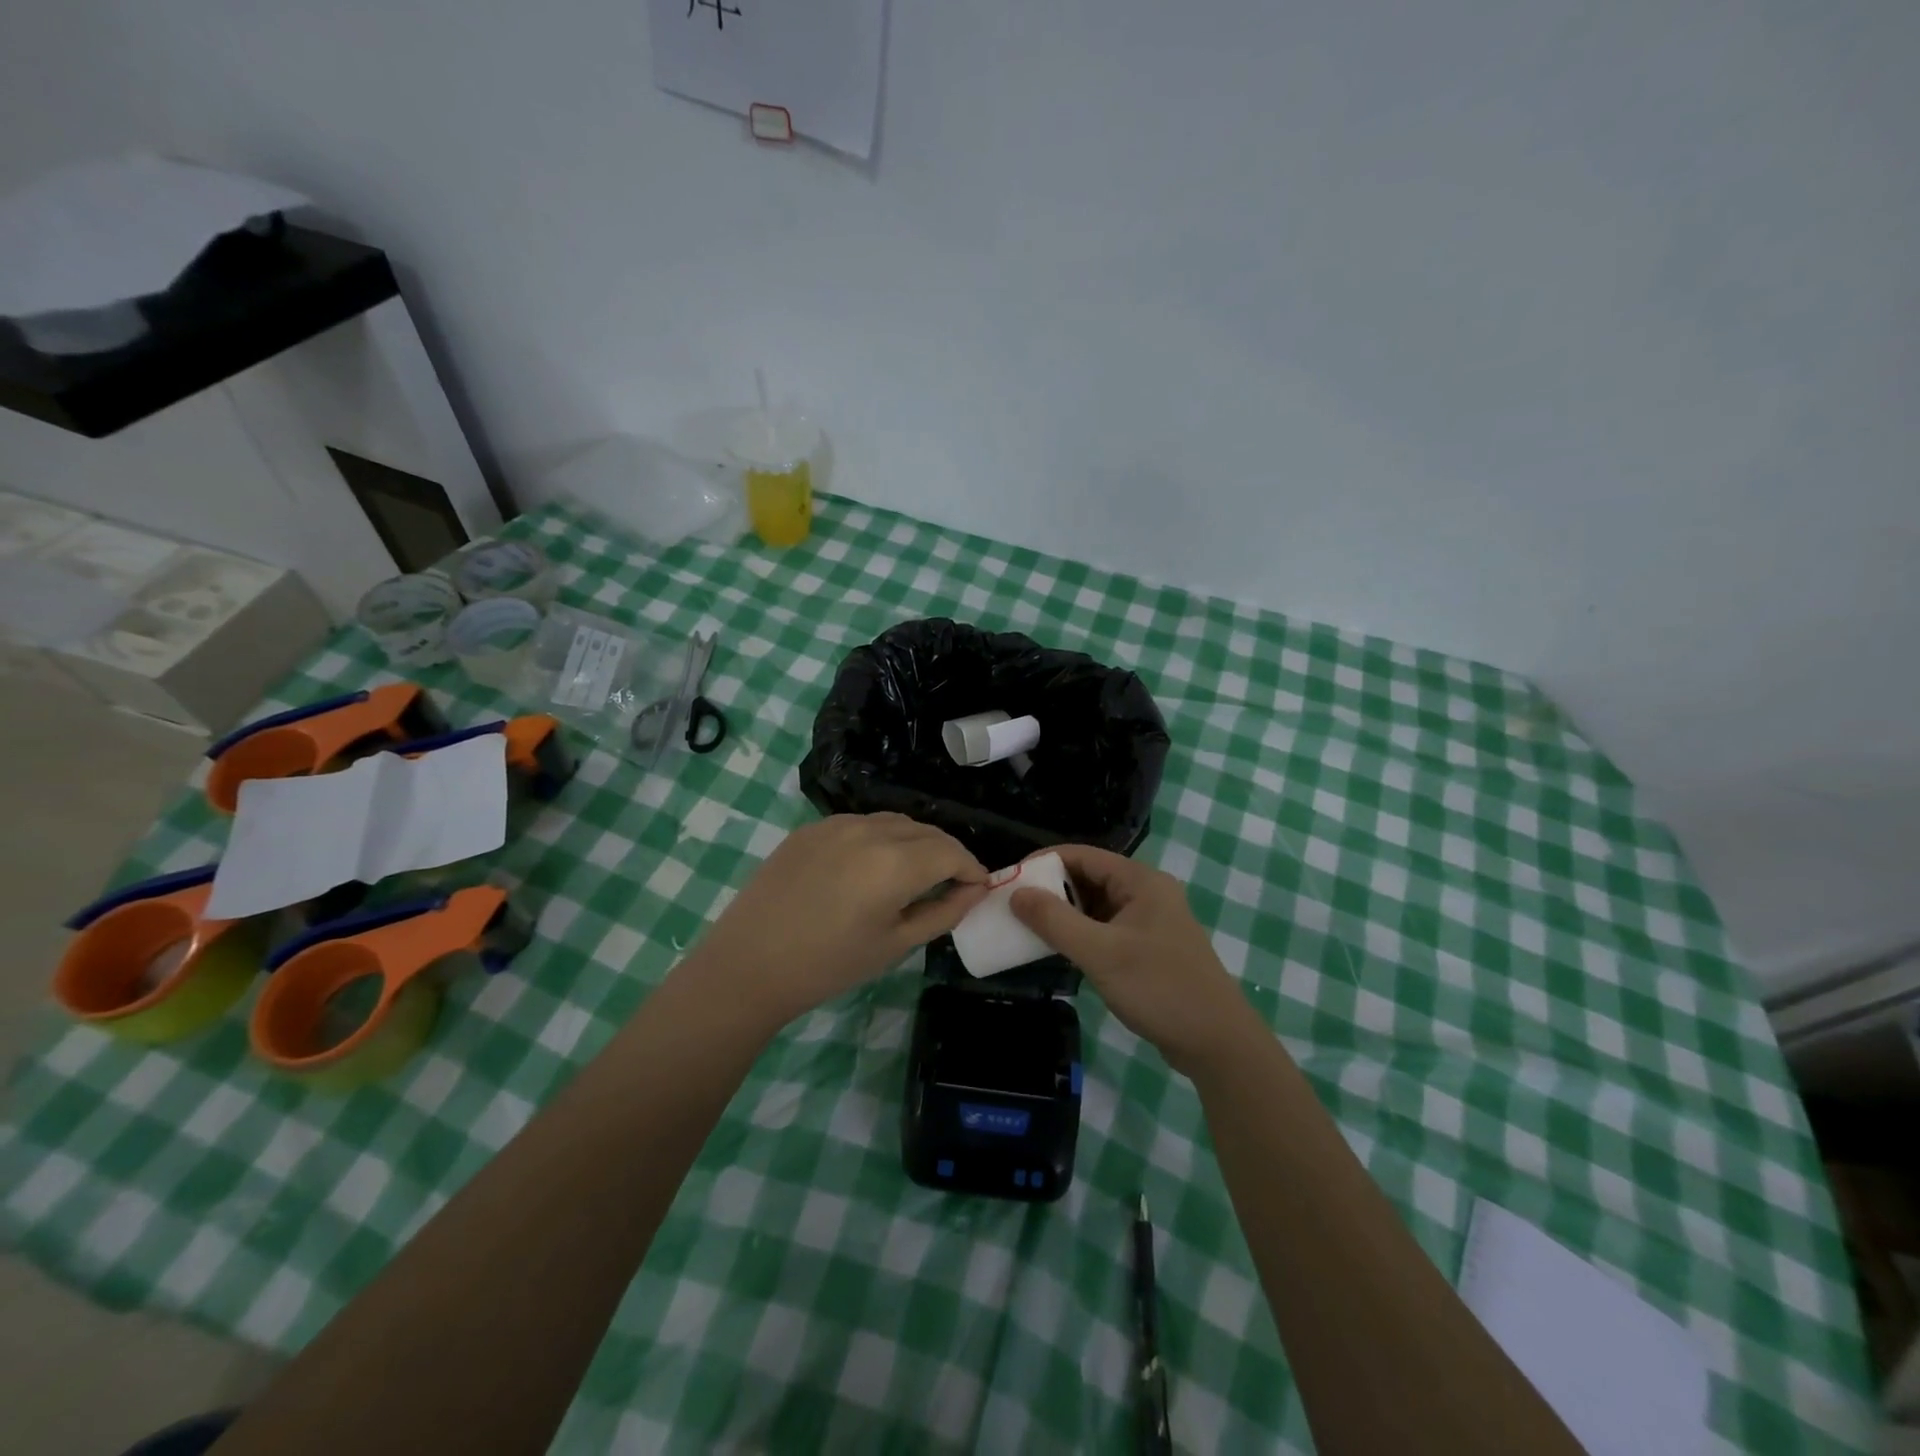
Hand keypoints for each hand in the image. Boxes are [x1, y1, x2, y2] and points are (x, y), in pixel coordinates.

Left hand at [685, 814, 988, 1025]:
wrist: (749, 964)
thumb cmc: (829, 965)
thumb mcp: (895, 945)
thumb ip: (943, 912)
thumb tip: (974, 890)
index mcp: (894, 863)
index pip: (951, 852)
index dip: (972, 868)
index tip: (978, 887)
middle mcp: (870, 831)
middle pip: (927, 831)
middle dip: (948, 854)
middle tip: (953, 883)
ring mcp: (837, 824)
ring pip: (895, 822)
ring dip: (916, 842)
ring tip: (916, 873)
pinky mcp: (811, 827)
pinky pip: (862, 824)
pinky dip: (881, 838)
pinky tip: (872, 866)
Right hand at [1011, 844, 1259, 1074]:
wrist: (1217, 1043)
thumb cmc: (1160, 988)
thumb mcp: (1101, 953)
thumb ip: (1055, 921)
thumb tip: (1016, 893)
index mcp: (1141, 881)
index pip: (1082, 855)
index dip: (1043, 862)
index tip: (1009, 880)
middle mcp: (1146, 893)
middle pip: (1088, 878)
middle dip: (1050, 889)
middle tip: (1012, 906)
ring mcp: (1149, 922)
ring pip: (1096, 906)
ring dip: (1064, 914)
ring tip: (1027, 927)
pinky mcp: (1149, 949)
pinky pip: (1106, 929)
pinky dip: (1081, 935)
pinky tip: (1058, 950)